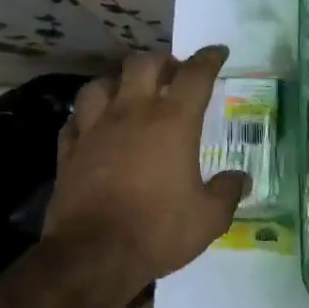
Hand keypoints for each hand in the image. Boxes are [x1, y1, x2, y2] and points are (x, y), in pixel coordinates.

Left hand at [45, 46, 247, 286]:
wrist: (93, 255)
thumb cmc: (159, 230)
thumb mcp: (210, 217)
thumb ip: (227, 192)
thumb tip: (240, 179)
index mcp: (173, 122)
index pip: (195, 75)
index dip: (209, 59)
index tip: (218, 52)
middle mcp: (132, 114)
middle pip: (143, 64)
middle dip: (163, 61)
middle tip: (174, 73)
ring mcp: (95, 130)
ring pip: (101, 84)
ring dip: (119, 82)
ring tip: (130, 93)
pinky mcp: (68, 151)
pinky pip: (76, 119)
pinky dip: (89, 115)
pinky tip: (95, 125)